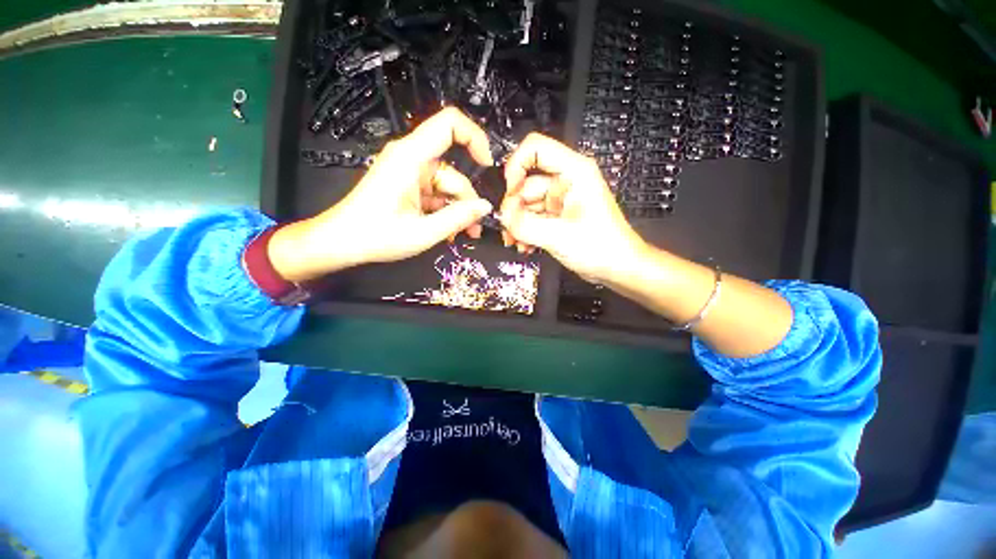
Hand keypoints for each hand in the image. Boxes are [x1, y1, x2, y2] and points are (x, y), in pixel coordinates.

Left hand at [269, 107, 494, 282]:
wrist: (341, 243)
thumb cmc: (376, 236)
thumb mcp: (424, 232)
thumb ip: (458, 218)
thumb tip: (485, 207)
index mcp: (411, 158)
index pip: (449, 124)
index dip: (474, 138)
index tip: (487, 165)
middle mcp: (411, 159)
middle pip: (453, 171)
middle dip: (467, 200)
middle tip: (474, 228)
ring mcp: (409, 173)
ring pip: (446, 186)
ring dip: (458, 210)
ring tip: (464, 234)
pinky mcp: (408, 186)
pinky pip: (435, 194)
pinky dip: (444, 211)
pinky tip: (449, 231)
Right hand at [500, 133, 647, 284]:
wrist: (616, 267)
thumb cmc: (603, 247)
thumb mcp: (559, 236)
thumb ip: (525, 225)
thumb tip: (503, 217)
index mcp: (574, 172)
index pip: (536, 148)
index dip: (516, 166)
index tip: (509, 191)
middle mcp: (566, 181)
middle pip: (526, 183)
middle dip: (515, 209)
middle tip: (510, 229)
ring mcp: (560, 199)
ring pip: (527, 204)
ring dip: (518, 224)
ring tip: (518, 242)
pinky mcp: (557, 215)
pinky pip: (532, 217)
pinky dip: (525, 230)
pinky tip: (526, 245)